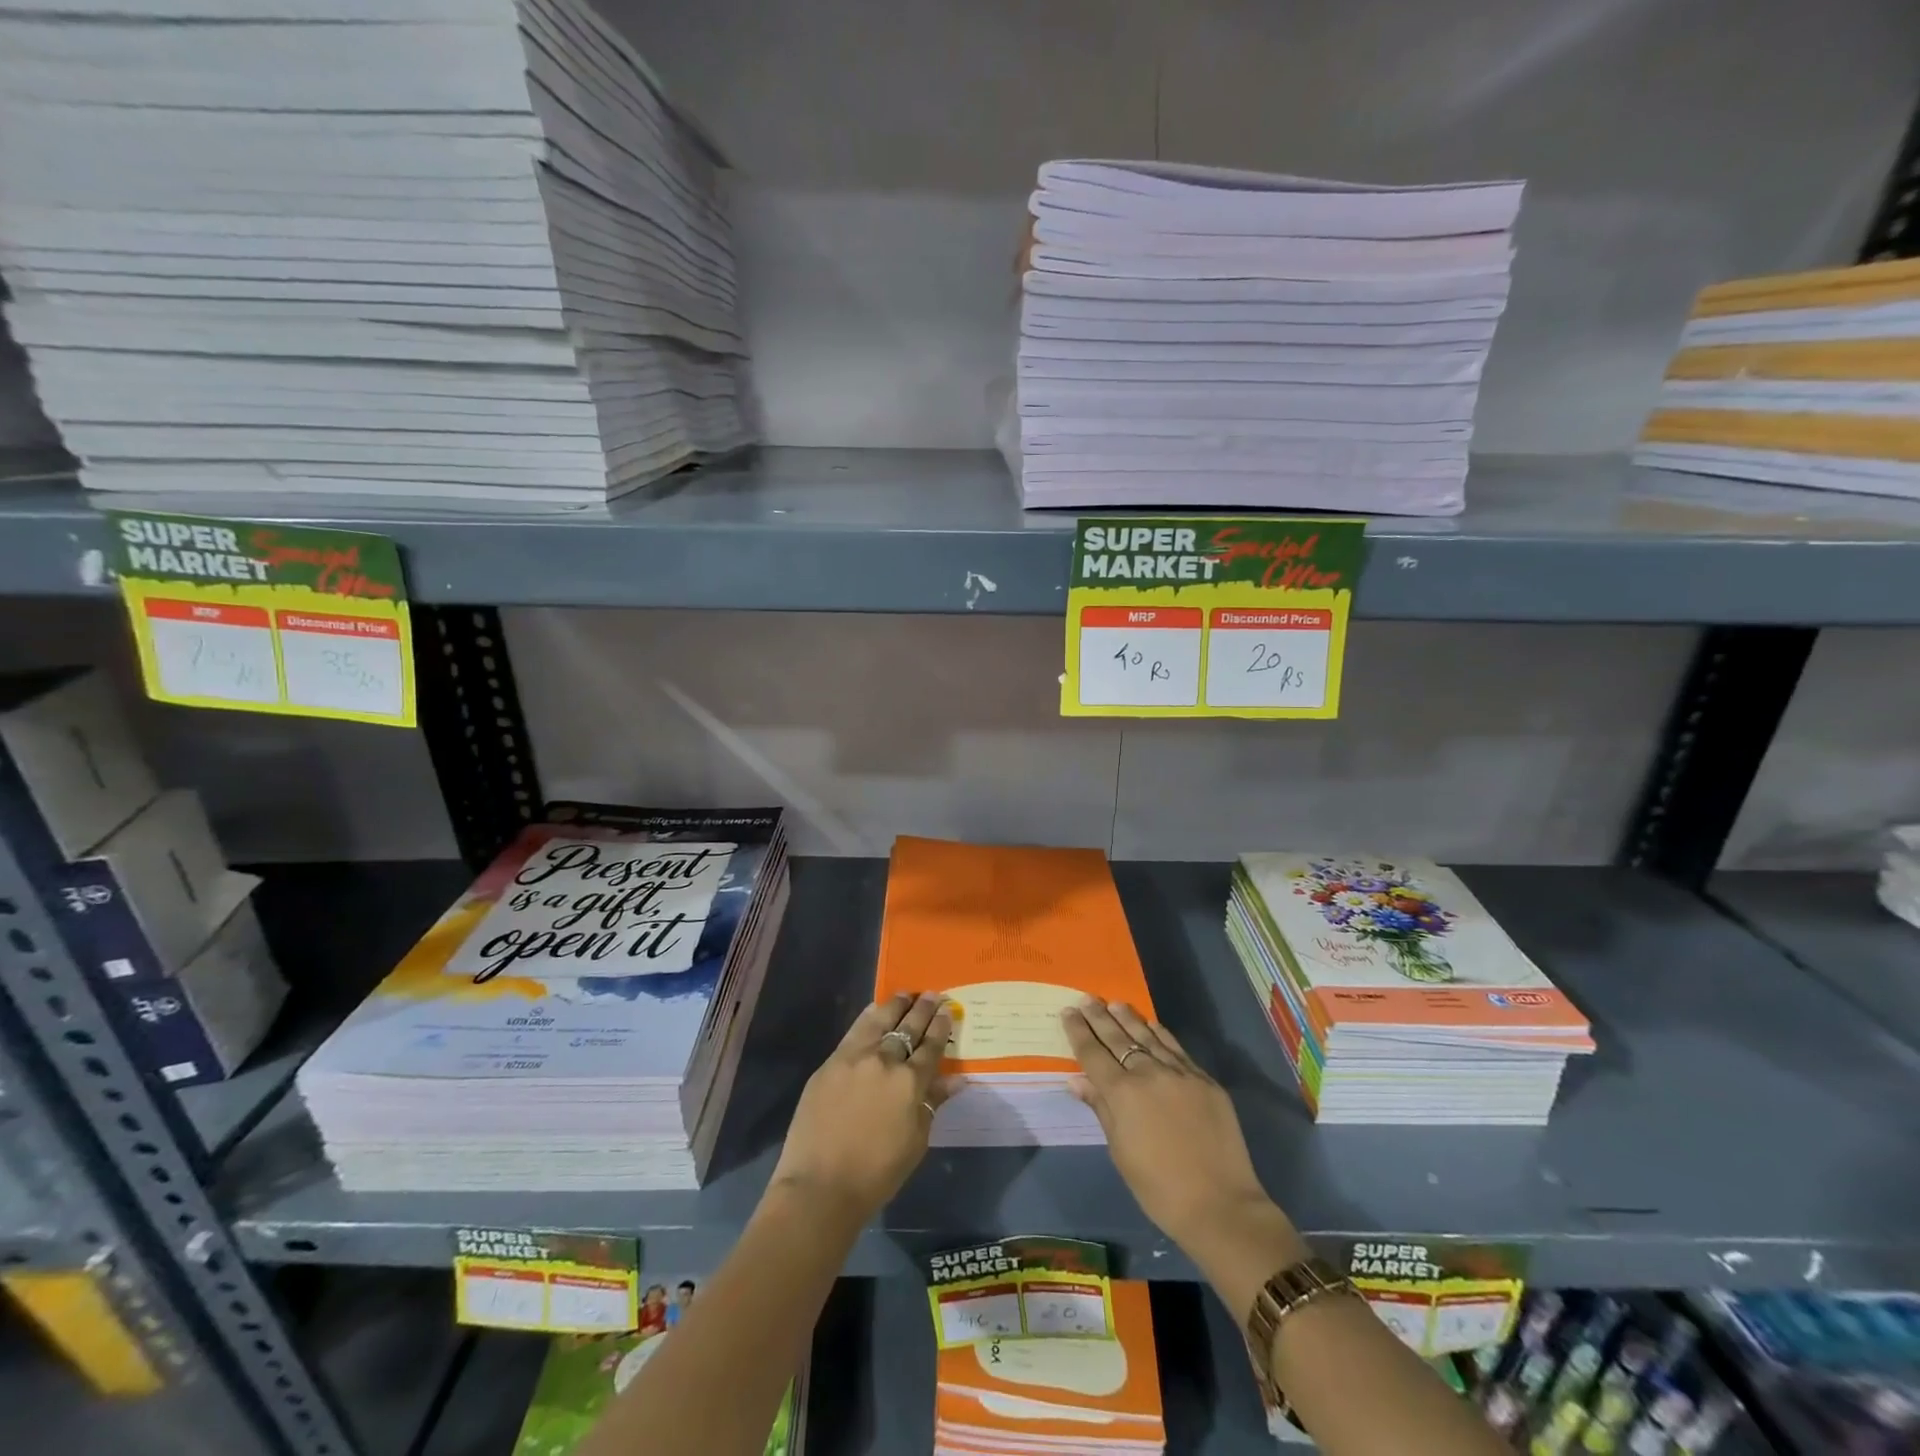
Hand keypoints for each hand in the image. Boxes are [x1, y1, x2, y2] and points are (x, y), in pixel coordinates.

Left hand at [771, 992, 956, 1222]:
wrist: (820, 1186)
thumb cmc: (877, 1173)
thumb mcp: (916, 1141)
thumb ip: (932, 1104)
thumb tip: (955, 1079)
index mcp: (911, 1082)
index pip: (932, 1046)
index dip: (941, 1026)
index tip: (947, 1009)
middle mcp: (885, 1060)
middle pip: (908, 1027)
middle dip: (922, 1009)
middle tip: (932, 995)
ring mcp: (855, 1057)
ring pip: (880, 1020)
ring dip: (896, 1005)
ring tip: (905, 994)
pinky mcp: (831, 1062)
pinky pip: (854, 1030)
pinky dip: (869, 1016)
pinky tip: (875, 1009)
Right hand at [1062, 998, 1290, 1255]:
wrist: (1220, 1205)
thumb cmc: (1159, 1188)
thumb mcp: (1120, 1152)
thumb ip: (1101, 1109)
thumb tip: (1077, 1081)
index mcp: (1122, 1094)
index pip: (1093, 1054)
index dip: (1078, 1032)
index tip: (1068, 1012)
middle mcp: (1149, 1074)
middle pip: (1118, 1038)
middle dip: (1099, 1017)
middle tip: (1086, 999)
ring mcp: (1180, 1073)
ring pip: (1148, 1037)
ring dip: (1129, 1018)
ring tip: (1115, 1003)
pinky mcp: (1205, 1080)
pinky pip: (1176, 1048)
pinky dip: (1160, 1034)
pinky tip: (1152, 1025)